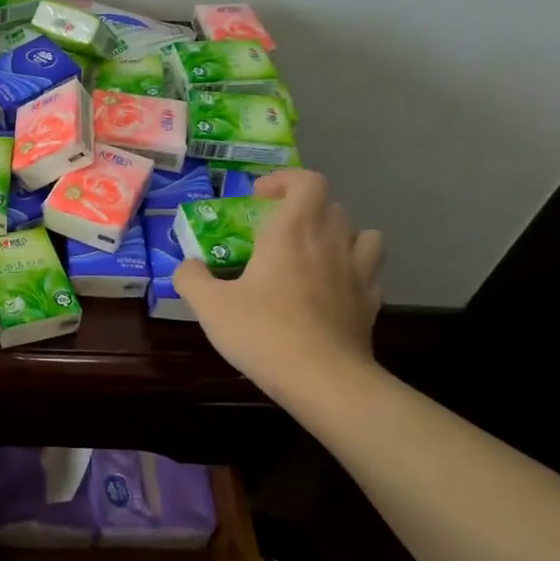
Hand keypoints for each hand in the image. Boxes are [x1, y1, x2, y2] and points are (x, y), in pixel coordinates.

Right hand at [175, 170, 384, 407]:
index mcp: (292, 231)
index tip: (259, 198)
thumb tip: (188, 265)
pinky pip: (370, 271)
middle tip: (277, 231)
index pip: (307, 181)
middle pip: (330, 205)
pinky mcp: (371, 302)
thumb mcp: (209, 306)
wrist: (322, 379)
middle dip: (304, 209)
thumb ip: (191, 278)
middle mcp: (330, 241)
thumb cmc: (263, 332)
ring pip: (362, 233)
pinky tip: (335, 287)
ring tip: (316, 253)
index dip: (284, 181)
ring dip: (340, 234)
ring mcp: (357, 271)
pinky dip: (355, 269)